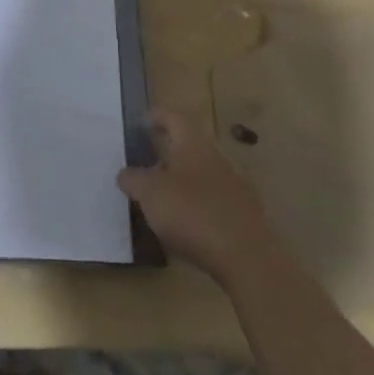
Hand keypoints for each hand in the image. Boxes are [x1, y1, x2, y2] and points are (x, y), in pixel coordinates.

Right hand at [117, 109, 274, 286]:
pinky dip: (195, 203)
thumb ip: (133, 179)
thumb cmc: (192, 213)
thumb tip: (126, 174)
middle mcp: (215, 158)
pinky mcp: (242, 214)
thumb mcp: (150, 193)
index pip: (173, 118)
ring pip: (200, 173)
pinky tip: (183, 222)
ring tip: (159, 195)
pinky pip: (212, 199)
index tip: (142, 122)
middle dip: (166, 151)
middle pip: (188, 146)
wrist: (247, 257)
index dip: (156, 117)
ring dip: (180, 179)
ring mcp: (233, 186)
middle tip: (144, 161)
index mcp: (193, 144)